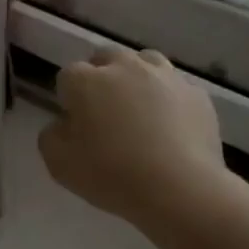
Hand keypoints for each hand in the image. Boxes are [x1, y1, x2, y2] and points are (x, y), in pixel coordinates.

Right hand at [39, 49, 223, 225]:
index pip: (67, 76)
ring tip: (139, 112)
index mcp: (87, 81)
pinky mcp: (197, 95)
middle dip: (101, 78)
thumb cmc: (111, 174)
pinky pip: (175, 89)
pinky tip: (170, 129)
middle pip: (107, 59)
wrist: (180, 188)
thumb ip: (51, 136)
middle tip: (105, 114)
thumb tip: (64, 124)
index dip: (69, 99)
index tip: (75, 124)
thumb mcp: (59, 164)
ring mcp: (166, 77)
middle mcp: (126, 67)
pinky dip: (169, 101)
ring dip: (137, 81)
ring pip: (145, 64)